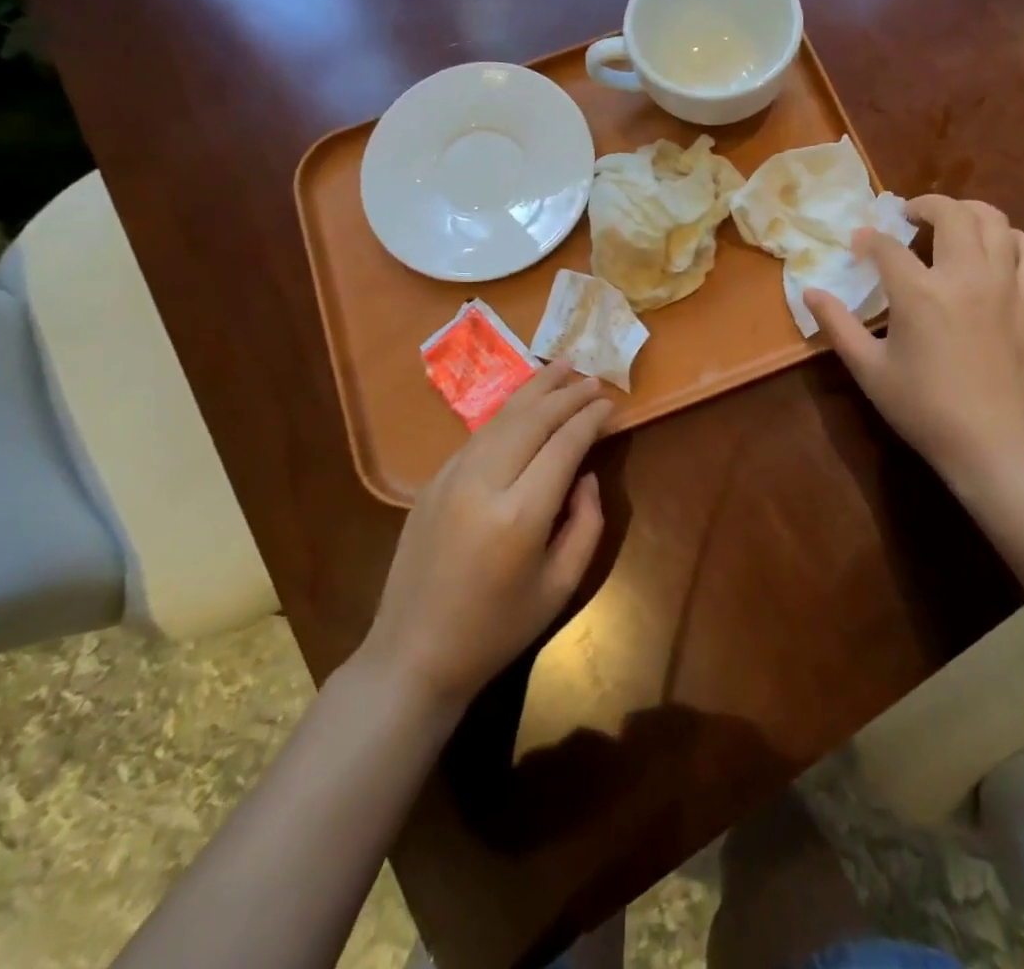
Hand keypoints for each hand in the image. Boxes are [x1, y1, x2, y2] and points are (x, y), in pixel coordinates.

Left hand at [357, 361, 611, 709]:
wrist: (413, 654)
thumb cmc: (496, 629)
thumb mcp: (560, 587)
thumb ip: (586, 524)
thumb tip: (585, 475)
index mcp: (519, 516)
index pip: (564, 445)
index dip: (590, 419)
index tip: (610, 404)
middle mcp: (483, 485)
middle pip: (532, 420)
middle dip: (566, 394)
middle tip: (593, 378)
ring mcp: (450, 478)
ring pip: (500, 419)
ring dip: (535, 390)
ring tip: (562, 368)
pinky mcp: (432, 482)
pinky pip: (478, 437)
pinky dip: (506, 414)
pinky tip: (523, 404)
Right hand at [805, 195, 1023, 492]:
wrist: (993, 444)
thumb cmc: (923, 409)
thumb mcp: (869, 369)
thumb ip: (837, 325)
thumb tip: (810, 292)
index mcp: (919, 293)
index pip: (888, 246)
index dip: (869, 239)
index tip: (859, 244)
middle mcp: (965, 275)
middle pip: (950, 214)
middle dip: (925, 205)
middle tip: (909, 217)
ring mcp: (1006, 285)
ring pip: (995, 221)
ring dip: (968, 211)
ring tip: (951, 222)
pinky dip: (1011, 238)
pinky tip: (998, 246)